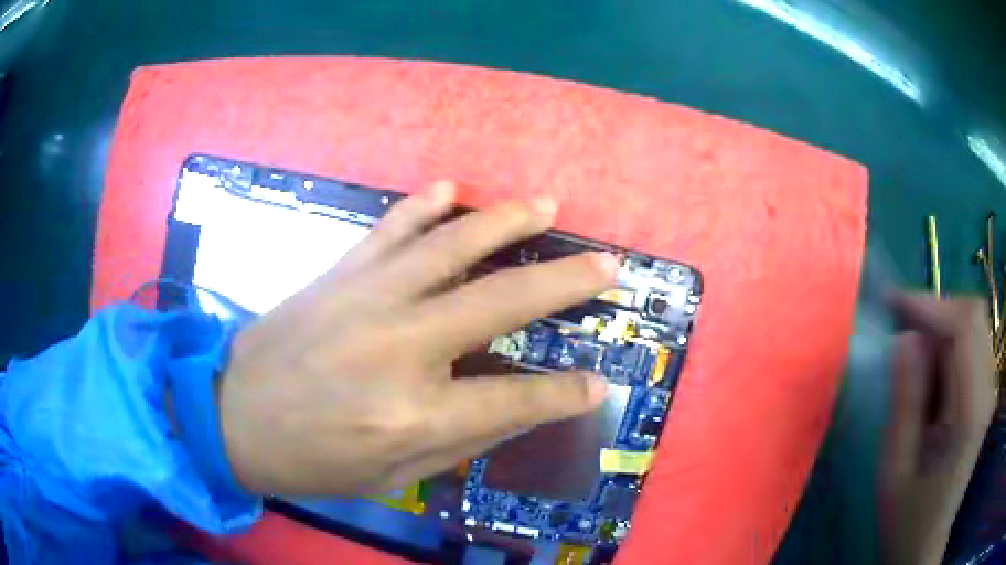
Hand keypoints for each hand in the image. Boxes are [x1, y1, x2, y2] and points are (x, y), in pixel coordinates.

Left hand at [217, 181, 617, 496]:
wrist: (231, 417)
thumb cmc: (311, 460)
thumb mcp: (391, 476)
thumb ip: (459, 442)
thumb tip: (516, 411)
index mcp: (415, 414)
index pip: (515, 400)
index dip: (563, 395)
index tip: (598, 383)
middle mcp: (400, 347)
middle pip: (500, 303)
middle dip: (565, 282)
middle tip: (607, 262)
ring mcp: (367, 299)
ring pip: (451, 246)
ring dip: (505, 222)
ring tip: (545, 204)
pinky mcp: (338, 276)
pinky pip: (389, 229)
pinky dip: (422, 206)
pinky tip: (450, 189)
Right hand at [880, 294, 998, 564]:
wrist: (926, 543)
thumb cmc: (908, 518)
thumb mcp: (895, 470)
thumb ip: (905, 403)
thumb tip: (903, 339)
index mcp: (971, 412)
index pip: (964, 328)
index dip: (930, 305)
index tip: (891, 302)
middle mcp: (987, 390)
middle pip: (972, 316)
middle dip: (936, 311)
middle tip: (899, 327)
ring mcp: (989, 390)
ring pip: (973, 325)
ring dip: (941, 329)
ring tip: (911, 360)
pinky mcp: (984, 393)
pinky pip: (971, 345)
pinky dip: (948, 345)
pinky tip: (929, 377)